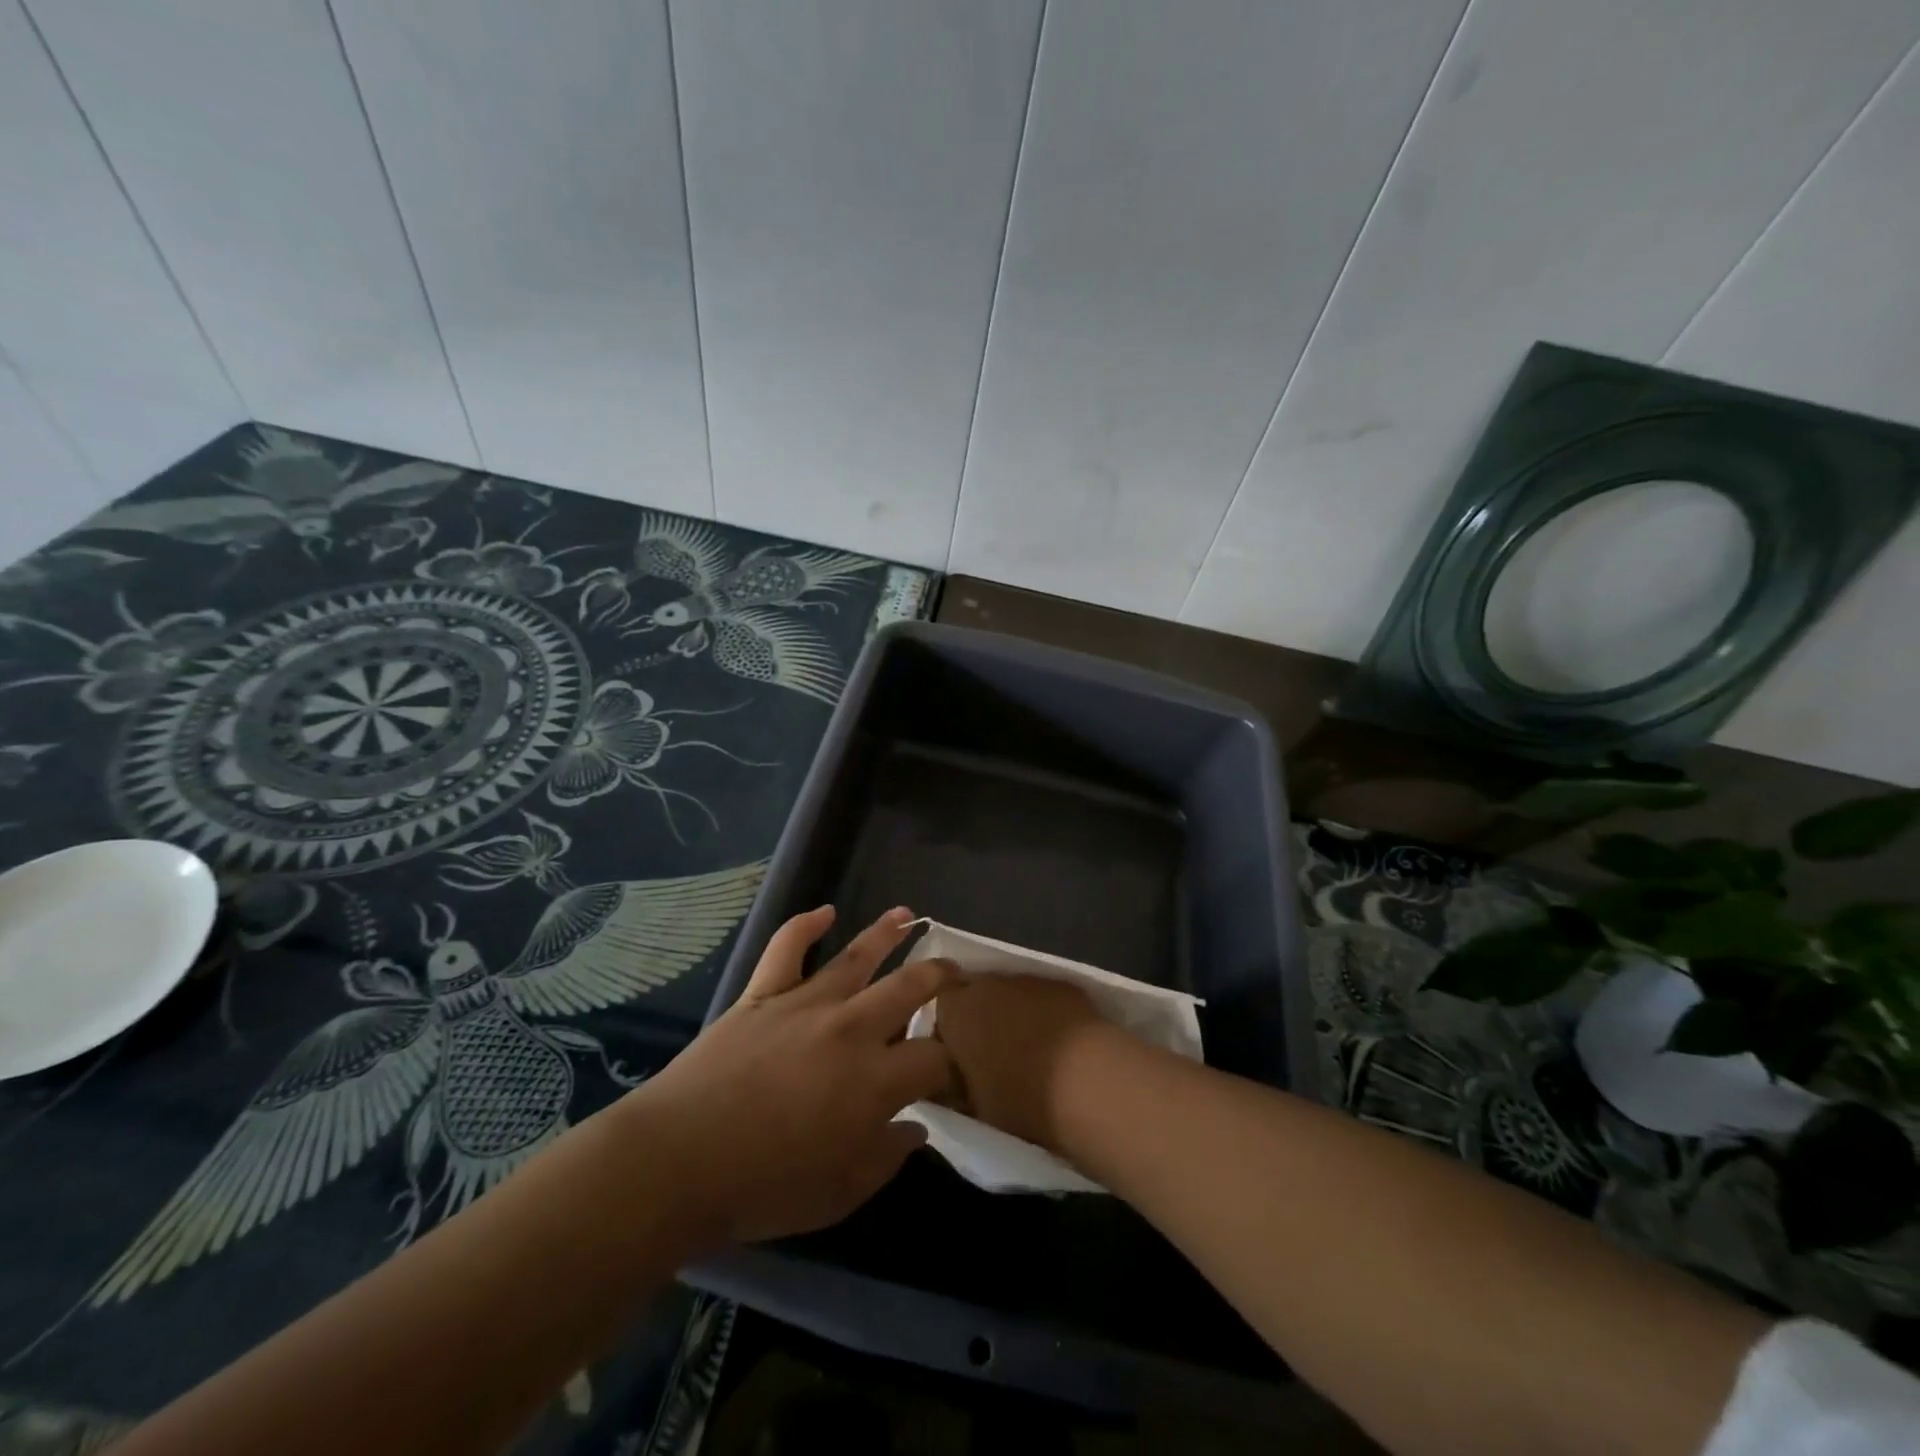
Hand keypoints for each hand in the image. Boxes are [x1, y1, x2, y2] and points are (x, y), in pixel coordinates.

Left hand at [632, 905, 957, 1246]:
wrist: (677, 1162)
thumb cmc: (762, 1188)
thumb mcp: (839, 1194)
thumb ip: (886, 1158)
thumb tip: (914, 1128)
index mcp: (876, 1081)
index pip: (933, 1058)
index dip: (949, 1063)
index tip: (948, 1073)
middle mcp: (851, 1029)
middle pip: (909, 988)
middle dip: (940, 976)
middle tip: (955, 970)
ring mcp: (805, 1004)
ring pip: (857, 957)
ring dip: (888, 933)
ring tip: (909, 915)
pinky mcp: (763, 994)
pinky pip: (787, 948)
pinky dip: (805, 925)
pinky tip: (824, 912)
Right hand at [931, 975, 1109, 1151]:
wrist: (1088, 1081)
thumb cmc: (1020, 1099)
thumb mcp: (973, 1105)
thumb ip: (954, 1084)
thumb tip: (950, 1080)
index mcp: (956, 1011)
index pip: (939, 1007)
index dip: (947, 1031)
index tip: (956, 1058)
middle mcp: (988, 983)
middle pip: (974, 994)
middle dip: (979, 1017)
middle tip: (990, 1054)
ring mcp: (1028, 979)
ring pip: (1010, 993)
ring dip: (1013, 1013)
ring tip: (1028, 1049)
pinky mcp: (1063, 984)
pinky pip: (1042, 997)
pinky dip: (1044, 1013)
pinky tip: (1058, 1041)